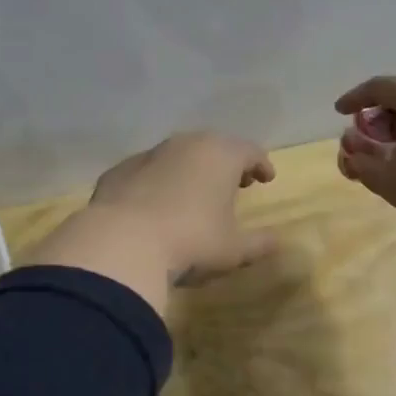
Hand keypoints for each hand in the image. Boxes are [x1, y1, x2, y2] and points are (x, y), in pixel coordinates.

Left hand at [88, 132, 277, 283]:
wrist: (121, 244)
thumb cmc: (191, 241)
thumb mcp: (233, 250)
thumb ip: (259, 243)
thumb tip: (277, 241)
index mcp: (220, 155)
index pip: (250, 151)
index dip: (261, 164)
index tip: (267, 178)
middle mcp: (185, 145)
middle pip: (213, 146)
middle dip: (227, 163)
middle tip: (236, 182)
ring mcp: (148, 155)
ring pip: (178, 155)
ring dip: (191, 170)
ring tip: (196, 193)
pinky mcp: (118, 171)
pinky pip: (147, 172)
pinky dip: (158, 182)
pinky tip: (156, 204)